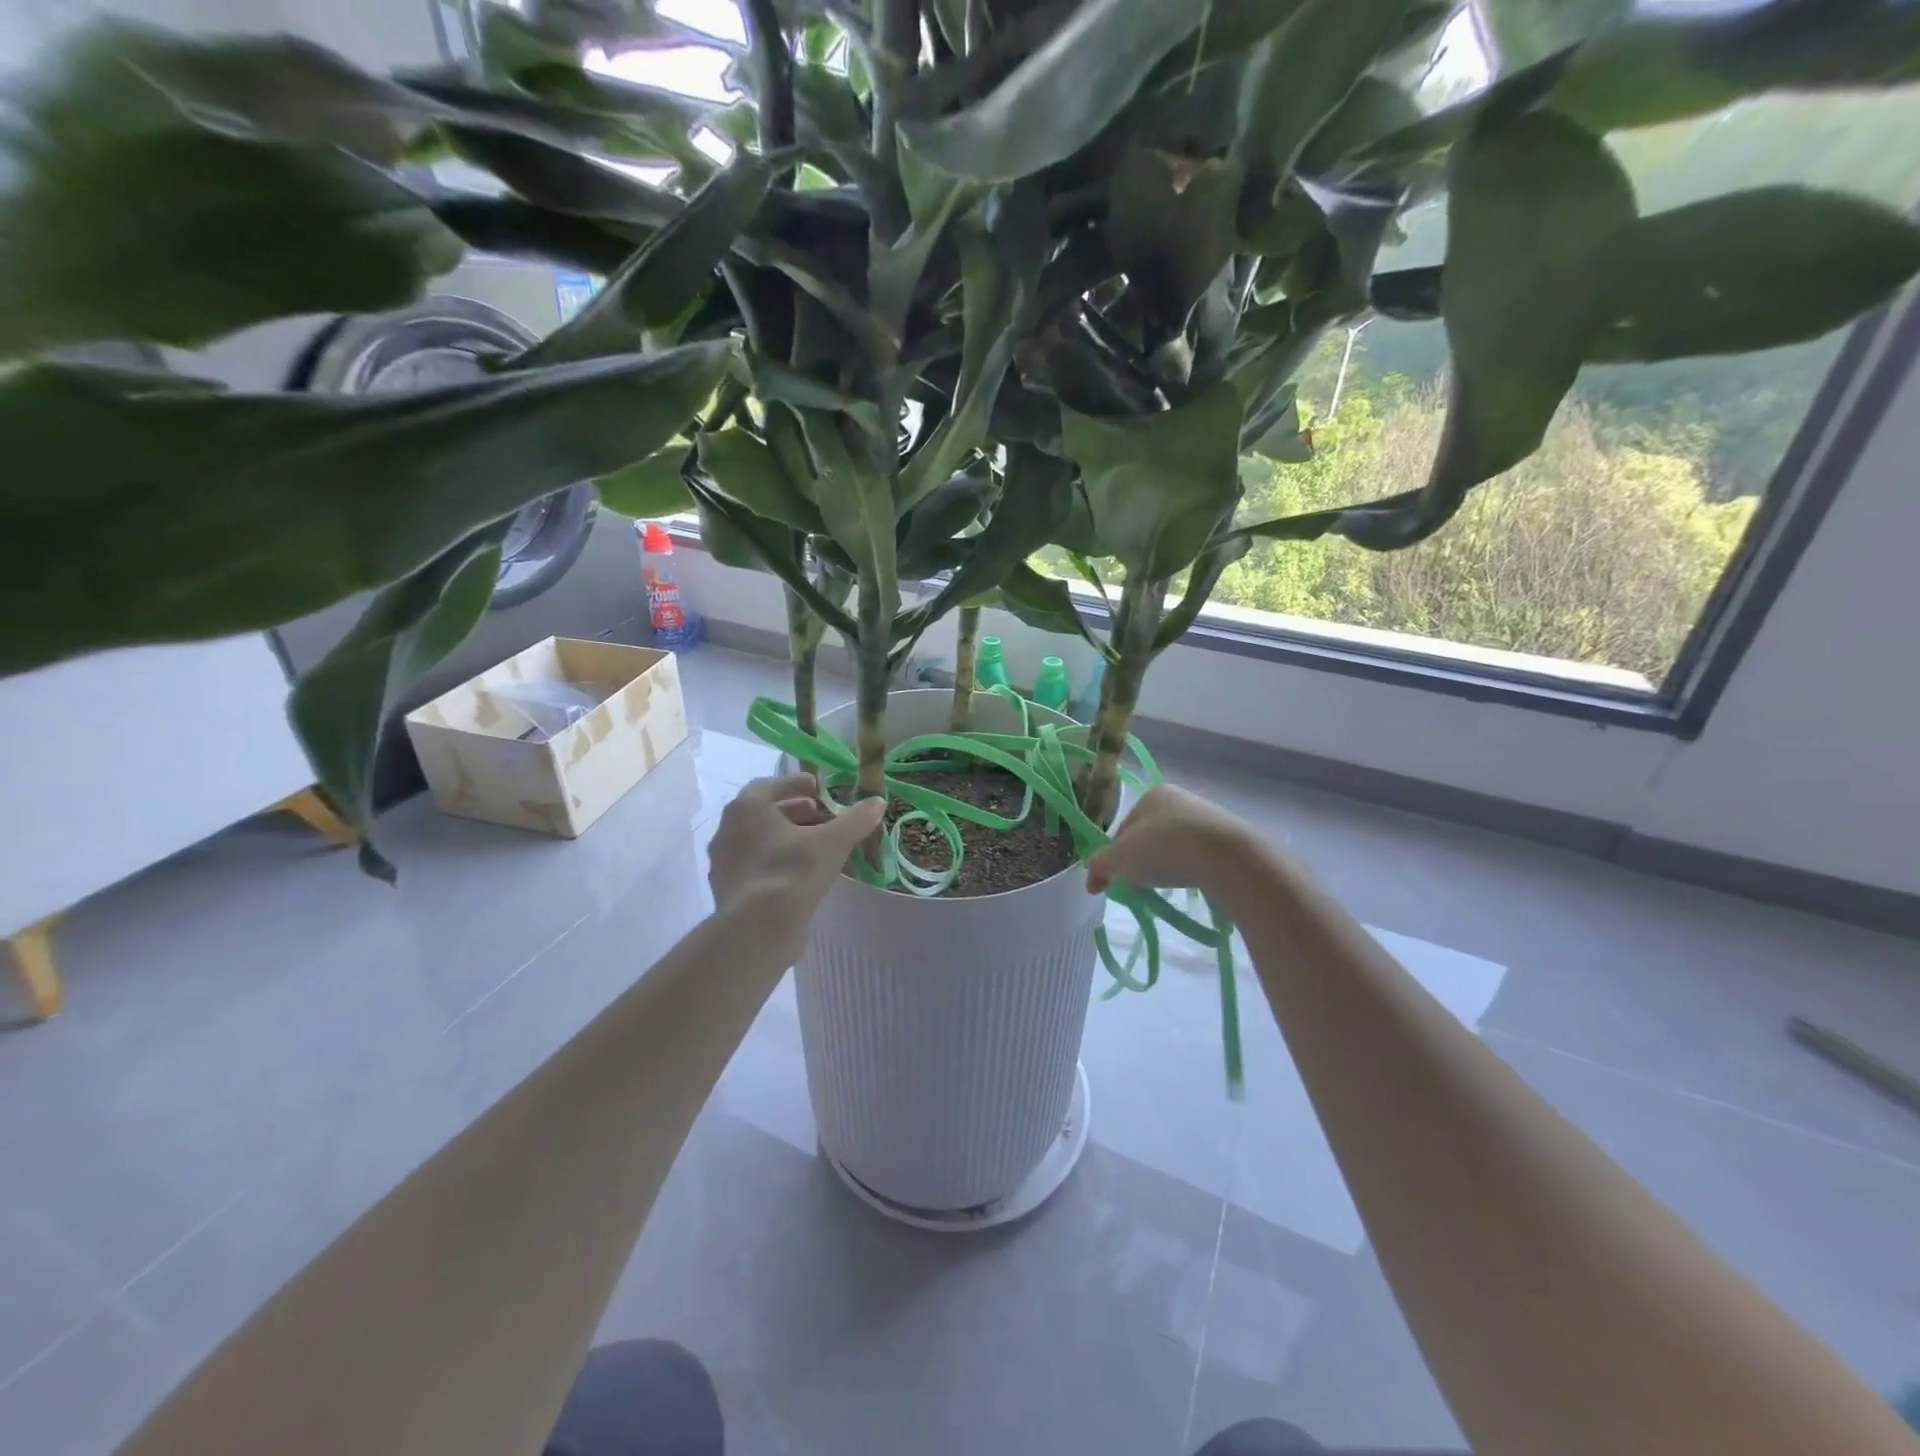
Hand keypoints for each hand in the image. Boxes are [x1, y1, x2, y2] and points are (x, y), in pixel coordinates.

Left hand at [707, 775, 884, 929]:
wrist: (757, 929)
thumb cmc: (792, 872)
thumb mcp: (832, 842)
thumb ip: (855, 819)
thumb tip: (877, 801)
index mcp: (746, 808)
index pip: (770, 785)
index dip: (795, 784)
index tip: (818, 789)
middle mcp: (727, 830)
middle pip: (764, 813)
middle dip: (794, 812)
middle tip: (821, 817)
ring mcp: (723, 862)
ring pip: (758, 840)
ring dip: (785, 838)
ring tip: (814, 846)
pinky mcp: (727, 890)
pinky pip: (754, 866)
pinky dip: (775, 862)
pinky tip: (799, 875)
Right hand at [1085, 784, 1262, 898]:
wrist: (1225, 856)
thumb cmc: (1163, 848)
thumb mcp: (1119, 859)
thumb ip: (1100, 865)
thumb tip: (1091, 878)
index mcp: (1151, 794)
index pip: (1124, 827)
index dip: (1116, 854)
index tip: (1118, 877)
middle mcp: (1180, 798)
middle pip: (1150, 835)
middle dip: (1143, 859)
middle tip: (1142, 884)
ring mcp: (1208, 817)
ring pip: (1176, 845)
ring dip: (1168, 865)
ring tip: (1169, 886)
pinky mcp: (1229, 838)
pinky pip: (1201, 855)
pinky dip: (1192, 869)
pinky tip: (1193, 882)